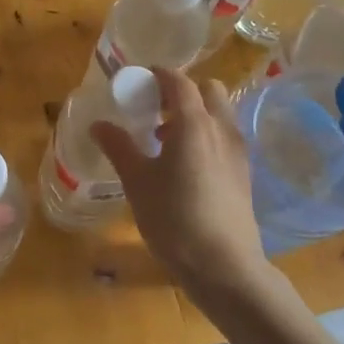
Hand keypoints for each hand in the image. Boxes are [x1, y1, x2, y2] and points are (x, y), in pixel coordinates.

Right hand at [92, 69, 333, 343]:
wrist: (225, 267)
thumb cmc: (174, 219)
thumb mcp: (137, 182)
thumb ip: (119, 147)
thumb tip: (99, 124)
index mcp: (194, 124)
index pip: (178, 82)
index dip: (157, 75)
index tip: (136, 81)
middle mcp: (221, 129)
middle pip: (207, 90)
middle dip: (181, 92)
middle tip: (154, 110)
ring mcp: (237, 151)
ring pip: (219, 114)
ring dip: (195, 114)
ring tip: (165, 141)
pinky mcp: (244, 173)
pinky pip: (224, 138)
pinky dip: (206, 136)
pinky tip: (185, 166)